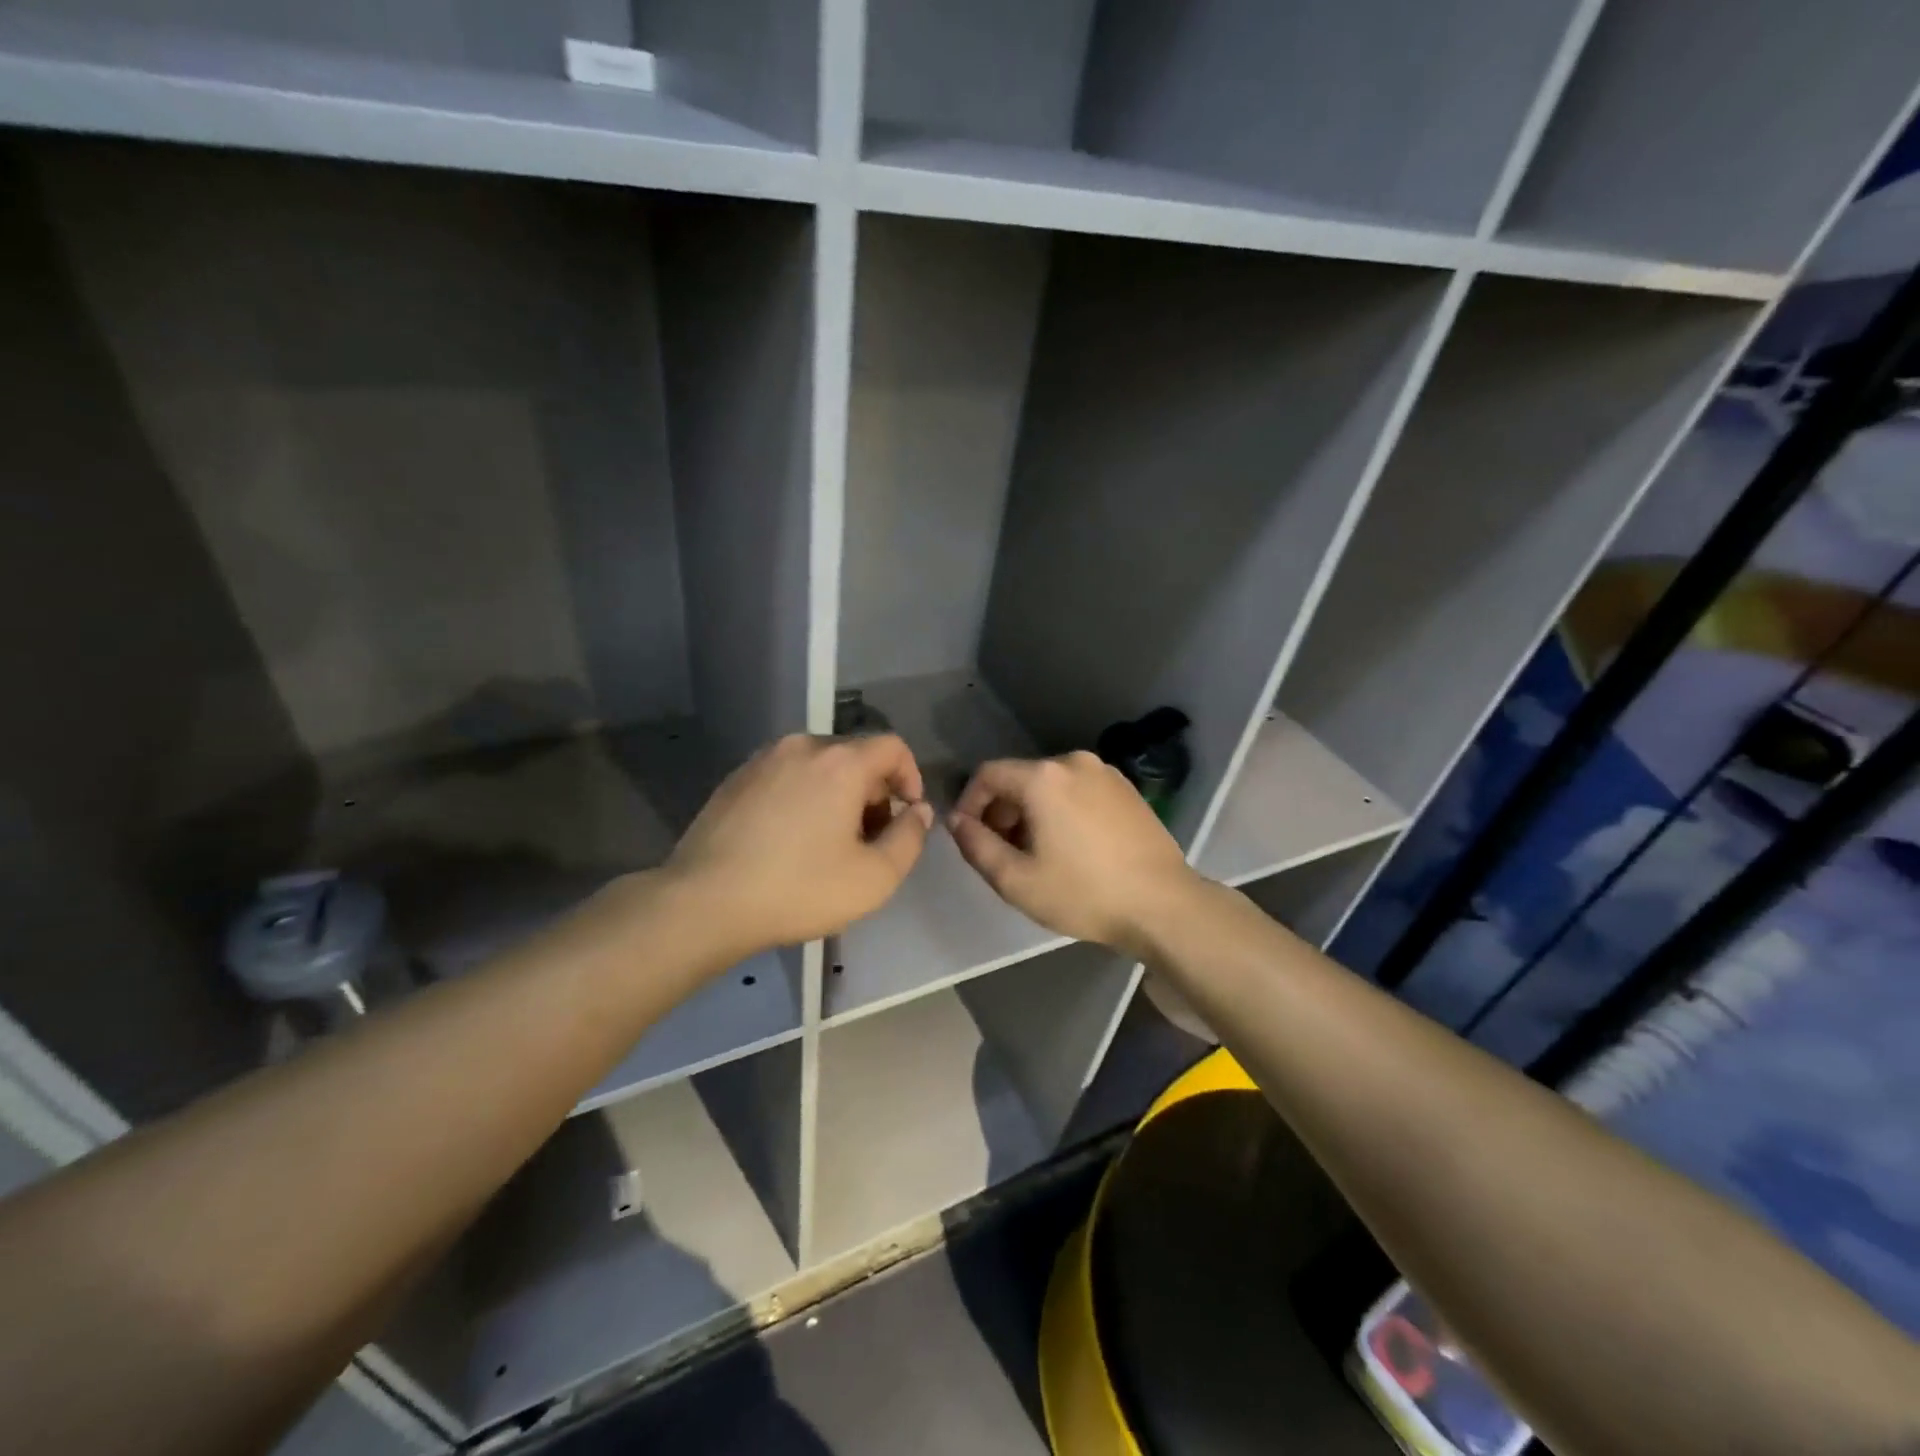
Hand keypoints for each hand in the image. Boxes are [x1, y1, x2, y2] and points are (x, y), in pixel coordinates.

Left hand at [665, 734, 932, 953]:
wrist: (704, 902)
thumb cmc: (798, 889)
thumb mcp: (875, 877)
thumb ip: (910, 838)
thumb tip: (918, 811)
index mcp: (840, 761)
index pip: (892, 747)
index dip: (911, 777)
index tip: (906, 816)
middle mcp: (802, 747)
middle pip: (855, 756)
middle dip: (873, 793)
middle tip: (869, 840)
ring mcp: (763, 760)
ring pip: (819, 766)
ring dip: (837, 795)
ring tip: (829, 843)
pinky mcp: (735, 779)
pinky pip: (786, 777)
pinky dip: (803, 797)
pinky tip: (790, 841)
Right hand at [948, 751, 1200, 953]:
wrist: (1163, 905)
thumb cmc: (1084, 894)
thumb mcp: (1016, 880)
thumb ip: (976, 846)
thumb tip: (958, 821)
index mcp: (1043, 777)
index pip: (987, 774)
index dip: (969, 802)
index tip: (970, 836)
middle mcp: (1073, 762)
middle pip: (1020, 778)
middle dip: (1002, 811)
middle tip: (1003, 852)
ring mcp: (1105, 772)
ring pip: (1050, 784)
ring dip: (1032, 812)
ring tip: (1037, 853)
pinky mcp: (1126, 788)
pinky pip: (1078, 790)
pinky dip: (1062, 809)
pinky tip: (1072, 846)